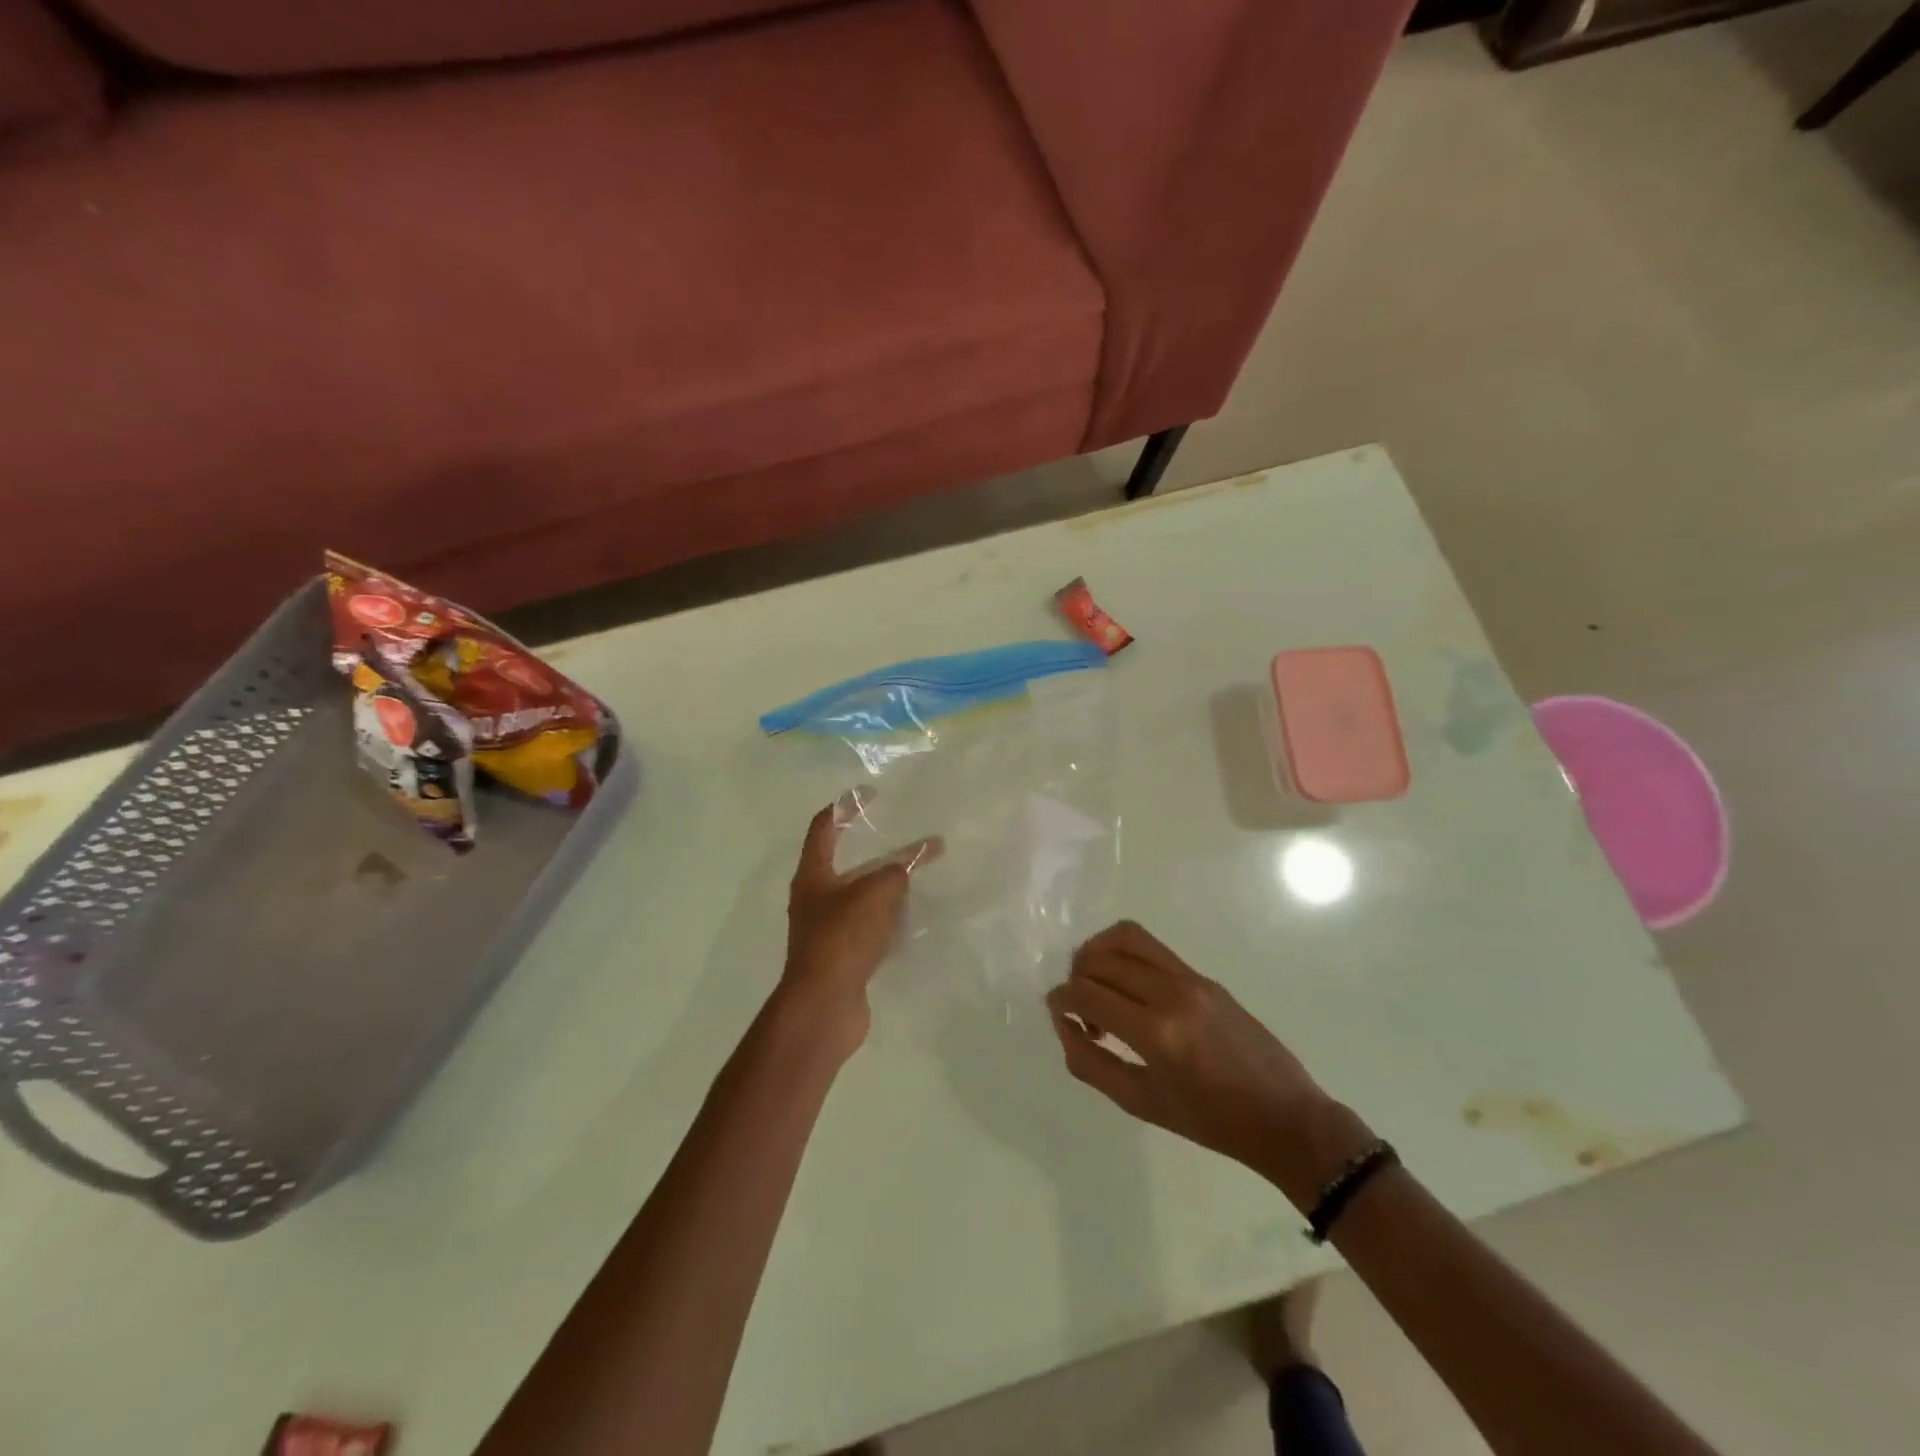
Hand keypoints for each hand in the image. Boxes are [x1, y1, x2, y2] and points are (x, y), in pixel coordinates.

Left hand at [779, 798, 937, 1061]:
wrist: (824, 1006)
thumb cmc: (842, 939)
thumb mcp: (874, 894)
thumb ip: (896, 872)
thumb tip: (909, 865)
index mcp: (813, 875)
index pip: (823, 827)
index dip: (846, 807)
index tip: (872, 794)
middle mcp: (815, 898)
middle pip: (844, 863)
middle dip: (875, 850)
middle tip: (905, 839)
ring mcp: (826, 929)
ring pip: (859, 897)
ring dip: (884, 886)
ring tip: (916, 877)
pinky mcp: (842, 956)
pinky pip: (868, 927)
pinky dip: (887, 918)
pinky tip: (911, 919)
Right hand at [1047, 921, 1365, 1200]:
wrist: (1285, 1117)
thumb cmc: (1211, 1123)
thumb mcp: (1141, 1103)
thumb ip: (1091, 1062)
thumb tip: (1063, 1024)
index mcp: (1156, 1033)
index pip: (1088, 993)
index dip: (1061, 999)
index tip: (1056, 1011)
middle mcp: (1172, 993)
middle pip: (1101, 960)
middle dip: (1076, 978)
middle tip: (1079, 1011)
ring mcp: (1191, 979)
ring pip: (1126, 937)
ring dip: (1098, 952)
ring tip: (1095, 982)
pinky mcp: (1203, 976)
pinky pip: (1152, 948)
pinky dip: (1124, 956)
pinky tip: (1126, 989)